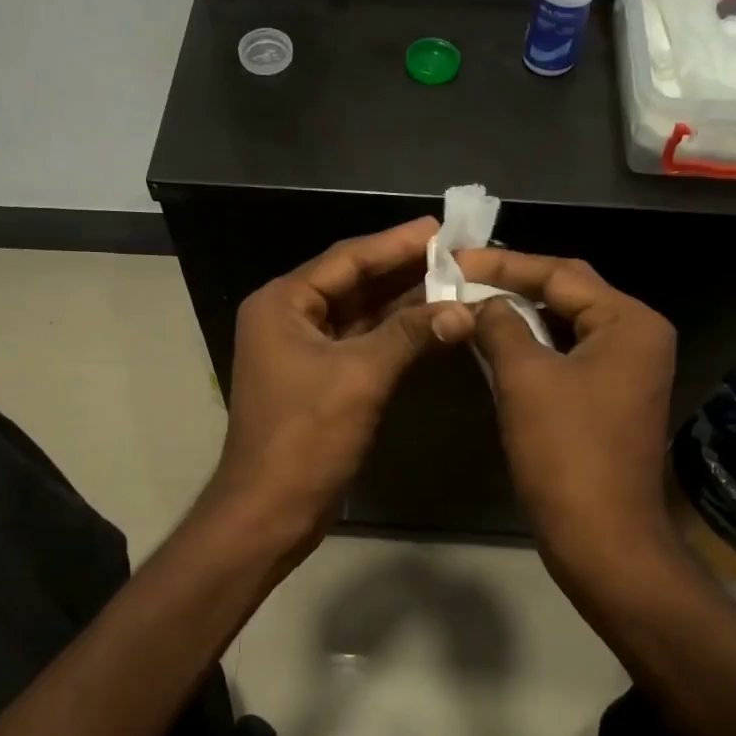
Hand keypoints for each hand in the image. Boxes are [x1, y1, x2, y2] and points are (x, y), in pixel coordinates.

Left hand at [211, 218, 474, 543]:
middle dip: (402, 270)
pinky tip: (432, 324)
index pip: (346, 259)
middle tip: (455, 251)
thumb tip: (464, 309)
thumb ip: (410, 334)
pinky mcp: (319, 379)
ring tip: (453, 281)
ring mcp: (302, 350)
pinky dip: (394, 335)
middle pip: (352, 283)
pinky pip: (360, 343)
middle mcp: (288, 318)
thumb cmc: (306, 436)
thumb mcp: (360, 377)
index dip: (394, 243)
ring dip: (402, 302)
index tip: (438, 227)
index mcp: (283, 304)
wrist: (272, 508)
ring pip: (359, 314)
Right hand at [458, 249, 677, 572]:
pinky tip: (495, 345)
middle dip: (513, 285)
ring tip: (471, 304)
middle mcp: (636, 338)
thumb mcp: (525, 378)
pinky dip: (532, 348)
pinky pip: (567, 357)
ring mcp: (627, 371)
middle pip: (568, 295)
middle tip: (461, 277)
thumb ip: (501, 326)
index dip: (504, 264)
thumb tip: (482, 305)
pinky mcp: (610, 399)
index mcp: (628, 322)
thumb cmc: (566, 451)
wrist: (601, 536)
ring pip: (565, 327)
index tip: (455, 260)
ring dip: (520, 317)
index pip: (561, 273)